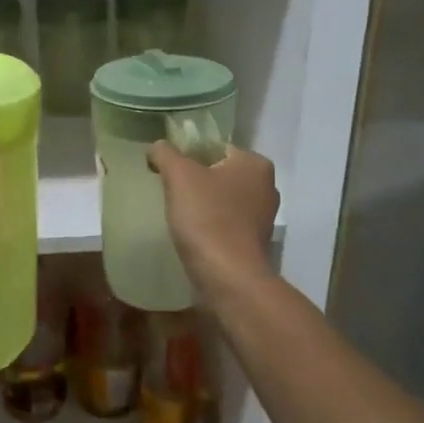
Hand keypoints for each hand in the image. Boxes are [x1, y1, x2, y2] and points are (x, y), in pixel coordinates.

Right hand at [147, 142, 278, 298]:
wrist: (227, 276)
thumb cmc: (206, 217)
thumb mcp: (179, 175)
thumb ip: (166, 154)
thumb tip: (157, 146)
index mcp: (255, 164)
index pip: (216, 148)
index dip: (188, 155)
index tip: (167, 170)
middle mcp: (266, 187)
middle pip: (220, 174)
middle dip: (197, 181)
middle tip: (169, 190)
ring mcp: (263, 218)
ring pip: (224, 200)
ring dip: (203, 204)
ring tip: (177, 213)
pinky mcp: (254, 243)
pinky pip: (226, 224)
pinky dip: (210, 225)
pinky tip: (191, 233)